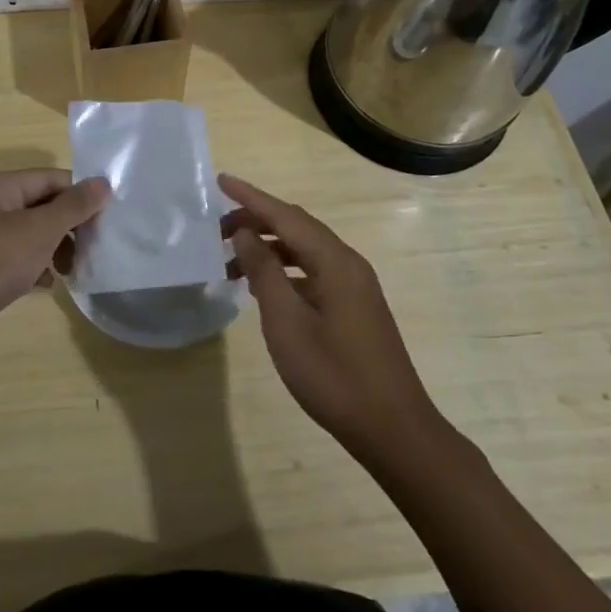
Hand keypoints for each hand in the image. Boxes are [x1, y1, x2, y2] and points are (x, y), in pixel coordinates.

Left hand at [0, 169, 109, 366]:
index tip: (108, 217)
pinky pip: (15, 260)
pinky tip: (47, 284)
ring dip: (54, 248)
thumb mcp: (38, 230)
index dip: (79, 194)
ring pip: (29, 235)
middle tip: (94, 246)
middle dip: (68, 224)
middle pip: (39, 206)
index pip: (48, 178)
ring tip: (72, 269)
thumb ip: (73, 206)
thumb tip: (104, 182)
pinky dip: (34, 268)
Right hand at [220, 173, 439, 462]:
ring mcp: (355, 286)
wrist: (394, 430)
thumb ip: (264, 271)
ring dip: (269, 248)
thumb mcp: (287, 323)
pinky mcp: (355, 307)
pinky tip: (264, 287)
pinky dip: (285, 270)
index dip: (250, 197)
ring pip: (305, 250)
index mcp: (335, 261)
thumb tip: (245, 233)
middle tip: (216, 230)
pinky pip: (313, 272)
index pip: (285, 215)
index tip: (221, 181)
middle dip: (256, 221)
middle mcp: (348, 263)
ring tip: (232, 261)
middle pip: (297, 227)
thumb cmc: (334, 375)